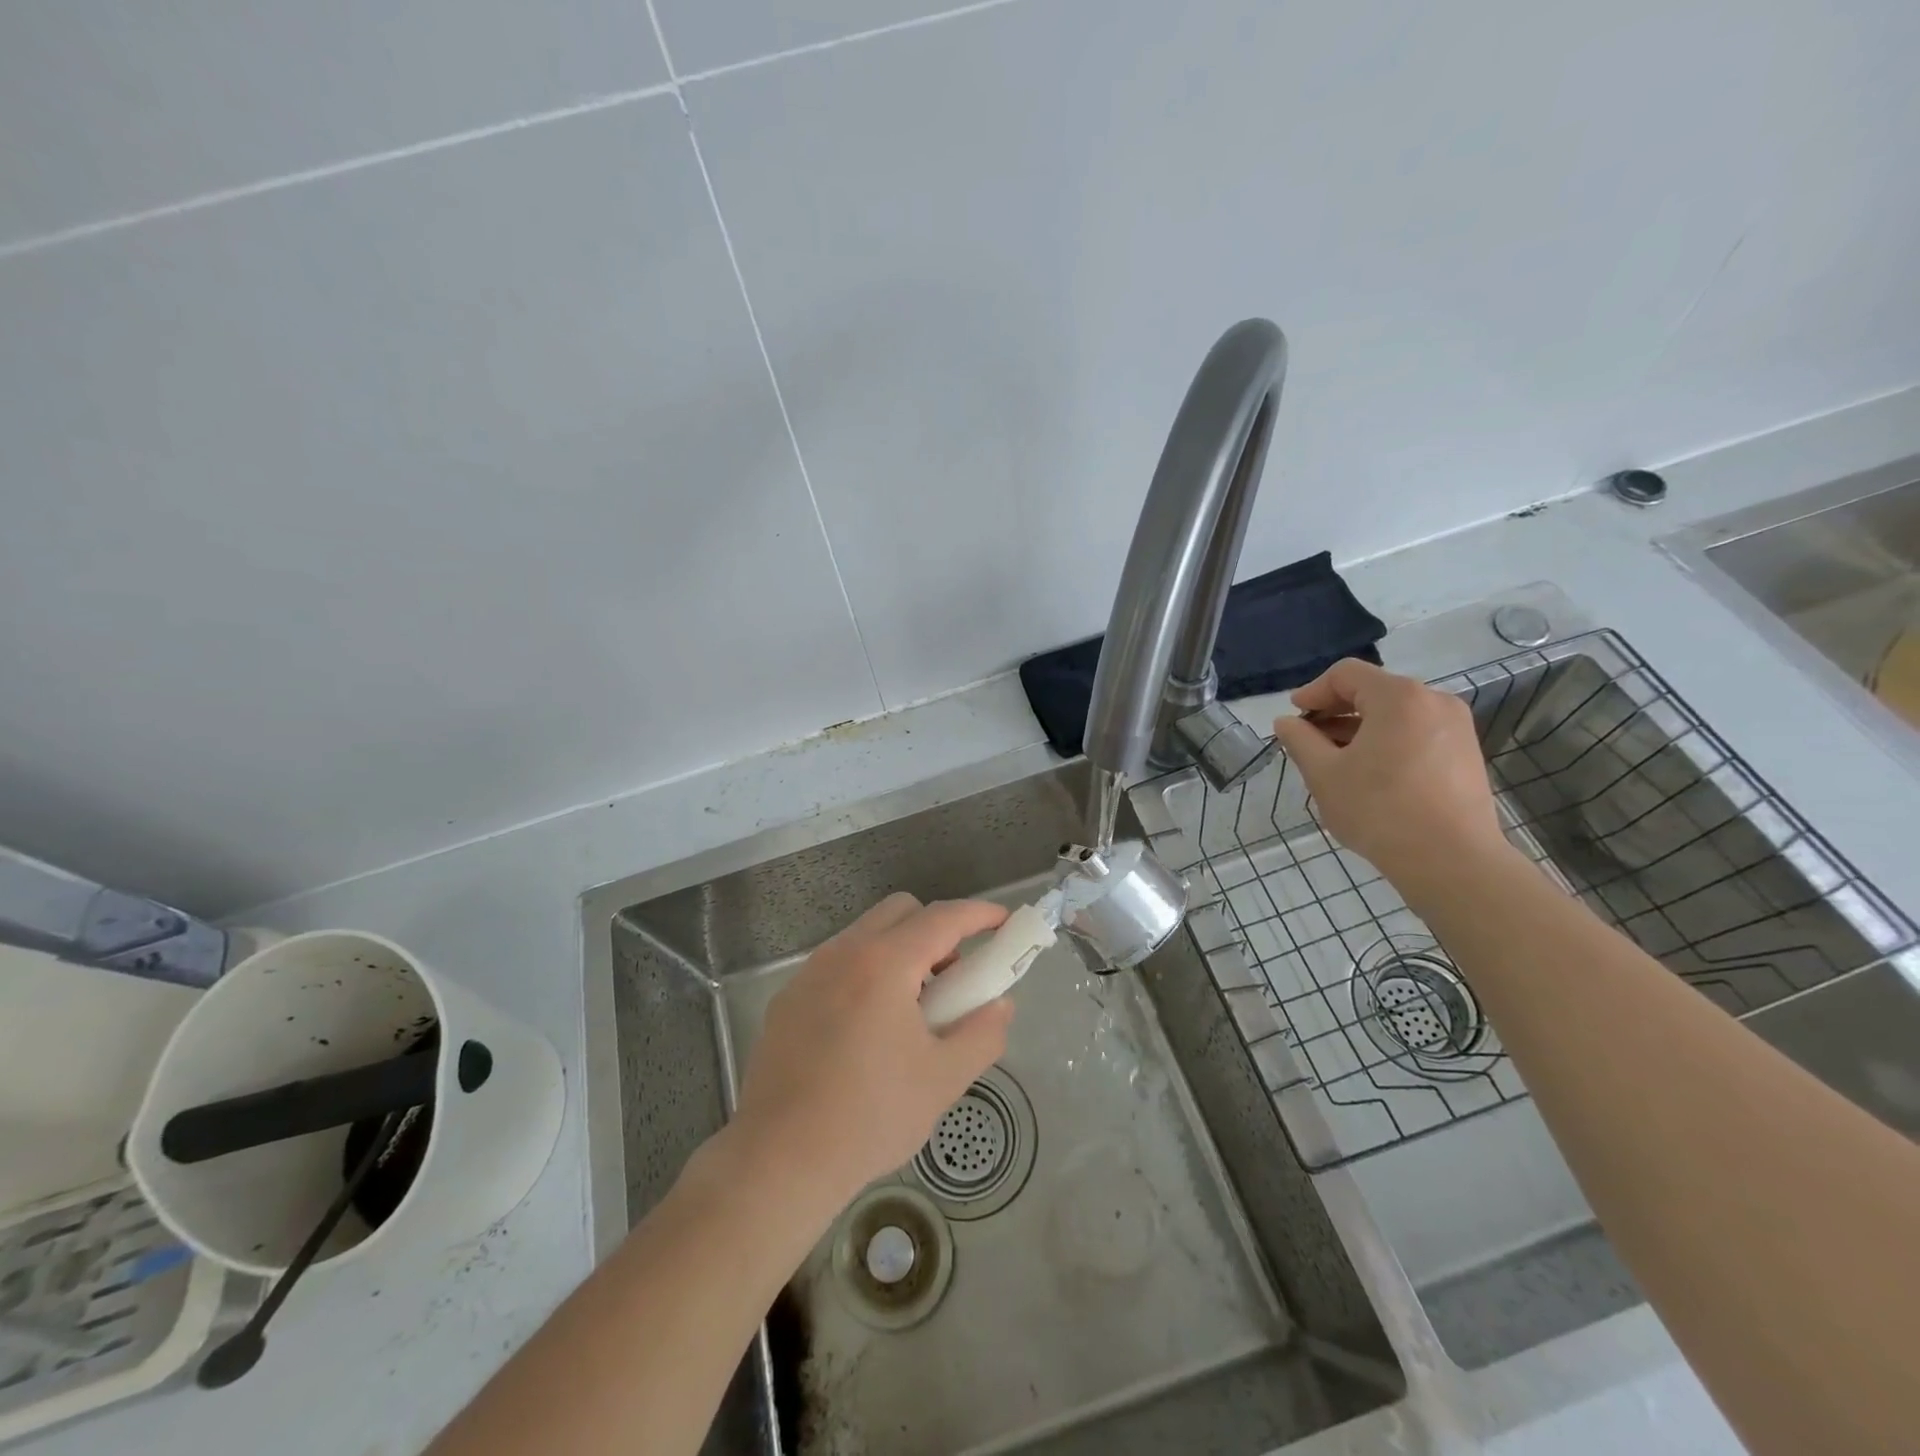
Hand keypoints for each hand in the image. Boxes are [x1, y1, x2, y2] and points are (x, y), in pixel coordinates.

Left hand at [730, 893, 1014, 1207]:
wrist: (779, 1160)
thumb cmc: (870, 1116)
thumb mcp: (943, 1079)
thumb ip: (983, 1033)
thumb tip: (1001, 1004)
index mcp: (884, 964)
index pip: (942, 918)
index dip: (979, 914)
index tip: (1004, 921)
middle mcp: (844, 953)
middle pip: (901, 911)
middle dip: (937, 928)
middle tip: (954, 975)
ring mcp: (810, 972)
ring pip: (867, 934)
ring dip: (900, 949)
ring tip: (913, 1007)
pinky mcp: (788, 998)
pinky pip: (839, 963)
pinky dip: (867, 971)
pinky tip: (869, 1027)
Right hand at [1269, 658, 1509, 887]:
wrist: (1452, 861)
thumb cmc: (1379, 810)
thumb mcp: (1324, 774)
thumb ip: (1300, 741)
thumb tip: (1286, 723)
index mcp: (1398, 697)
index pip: (1346, 674)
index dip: (1313, 691)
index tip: (1293, 717)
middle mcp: (1434, 701)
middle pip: (1374, 691)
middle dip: (1336, 711)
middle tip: (1309, 739)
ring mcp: (1456, 728)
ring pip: (1396, 714)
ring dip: (1360, 728)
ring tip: (1335, 760)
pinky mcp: (1466, 754)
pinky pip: (1417, 733)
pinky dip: (1387, 742)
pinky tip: (1369, 774)